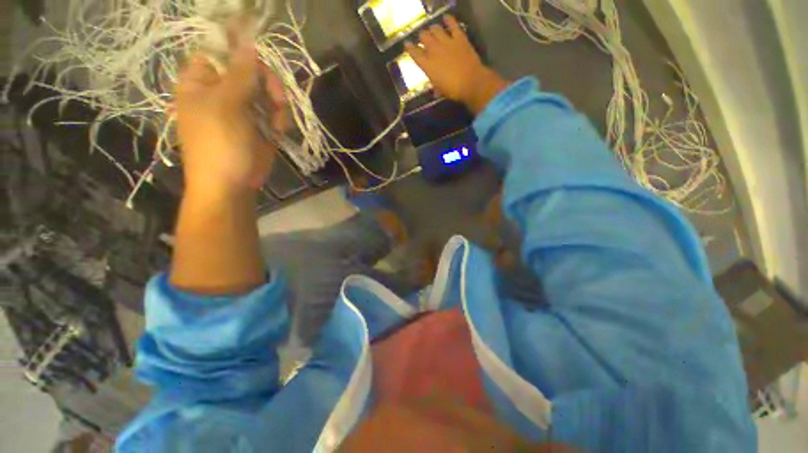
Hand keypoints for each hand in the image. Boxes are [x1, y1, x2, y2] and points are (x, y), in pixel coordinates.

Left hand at [175, 30, 285, 196]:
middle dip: (268, 85)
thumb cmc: (220, 144)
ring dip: (277, 105)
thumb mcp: (227, 106)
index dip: (242, 53)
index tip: (263, 64)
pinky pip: (274, 112)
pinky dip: (280, 120)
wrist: (231, 185)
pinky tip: (279, 131)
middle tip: (278, 100)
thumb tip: (249, 43)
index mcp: (202, 80)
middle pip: (250, 71)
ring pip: (267, 92)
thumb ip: (240, 74)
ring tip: (277, 123)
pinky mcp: (259, 125)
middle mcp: (222, 90)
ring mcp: (242, 109)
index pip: (223, 52)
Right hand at [405, 15, 507, 113]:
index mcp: (427, 65)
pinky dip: (449, 20)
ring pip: (435, 29)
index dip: (409, 48)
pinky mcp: (459, 37)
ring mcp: (446, 42)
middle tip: (423, 39)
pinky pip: (452, 24)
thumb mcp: (440, 90)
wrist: (471, 82)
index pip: (415, 53)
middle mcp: (434, 50)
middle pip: (424, 37)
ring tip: (433, 30)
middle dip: (422, 37)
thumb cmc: (453, 90)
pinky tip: (446, 18)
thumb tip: (434, 91)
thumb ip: (435, 87)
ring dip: (433, 29)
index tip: (407, 45)